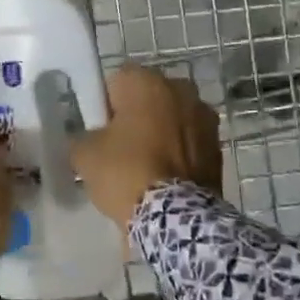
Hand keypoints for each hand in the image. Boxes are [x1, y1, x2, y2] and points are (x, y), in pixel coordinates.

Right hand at [71, 65, 221, 235]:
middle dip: (136, 116)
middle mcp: (180, 89)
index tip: (99, 130)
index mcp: (147, 81)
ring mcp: (205, 117)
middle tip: (119, 148)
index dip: (104, 105)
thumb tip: (88, 140)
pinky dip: (178, 154)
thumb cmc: (125, 172)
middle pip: (148, 98)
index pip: (116, 81)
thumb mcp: (84, 154)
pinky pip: (189, 142)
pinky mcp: (218, 146)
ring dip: (160, 133)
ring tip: (143, 167)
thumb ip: (82, 137)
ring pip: (171, 119)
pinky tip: (164, 178)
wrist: (176, 218)